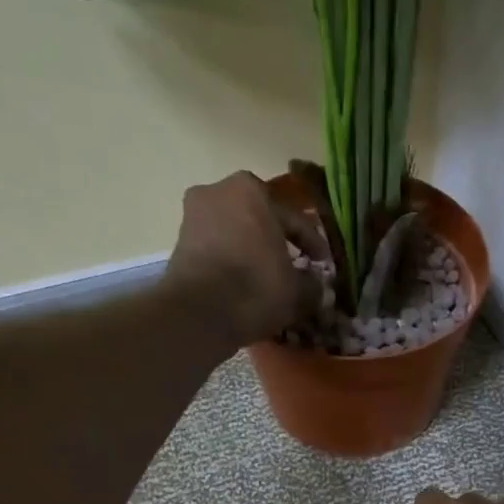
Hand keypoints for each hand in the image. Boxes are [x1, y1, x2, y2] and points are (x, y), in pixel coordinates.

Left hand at [164, 172, 329, 346]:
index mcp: (252, 190)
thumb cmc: (256, 287)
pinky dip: (233, 260)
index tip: (324, 265)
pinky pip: (217, 247)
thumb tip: (314, 283)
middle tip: (296, 266)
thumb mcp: (299, 290)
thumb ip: (312, 283)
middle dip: (278, 241)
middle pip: (260, 219)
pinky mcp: (179, 241)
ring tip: (269, 277)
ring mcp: (194, 214)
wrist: (200, 312)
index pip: (294, 219)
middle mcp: (219, 190)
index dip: (314, 245)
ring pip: (237, 232)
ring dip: (253, 250)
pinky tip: (245, 282)